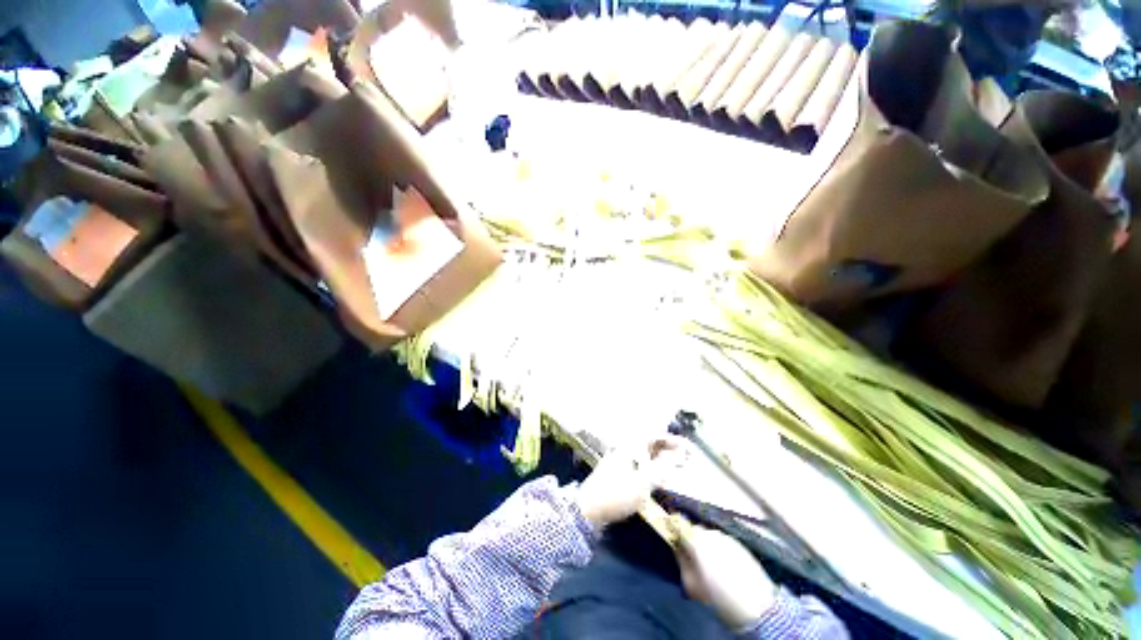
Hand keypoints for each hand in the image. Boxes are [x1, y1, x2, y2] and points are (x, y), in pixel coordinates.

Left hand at [576, 436, 687, 529]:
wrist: (590, 507)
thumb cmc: (619, 492)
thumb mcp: (645, 480)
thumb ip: (663, 467)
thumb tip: (677, 456)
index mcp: (632, 443)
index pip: (657, 435)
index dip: (673, 440)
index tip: (688, 448)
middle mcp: (626, 446)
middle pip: (650, 443)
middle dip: (668, 449)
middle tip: (684, 459)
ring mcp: (620, 457)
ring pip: (645, 453)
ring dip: (660, 459)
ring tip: (675, 470)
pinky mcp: (617, 470)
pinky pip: (639, 463)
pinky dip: (651, 467)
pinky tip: (658, 479)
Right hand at [674, 526, 777, 629]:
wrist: (758, 607)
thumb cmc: (718, 598)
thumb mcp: (691, 584)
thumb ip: (680, 560)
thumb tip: (675, 546)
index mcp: (696, 539)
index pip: (677, 523)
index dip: (671, 527)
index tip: (669, 534)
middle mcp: (710, 532)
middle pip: (694, 529)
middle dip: (690, 540)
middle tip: (691, 559)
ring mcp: (726, 537)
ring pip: (709, 536)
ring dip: (705, 545)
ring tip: (709, 566)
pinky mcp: (740, 544)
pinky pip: (722, 542)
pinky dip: (718, 550)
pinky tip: (723, 567)